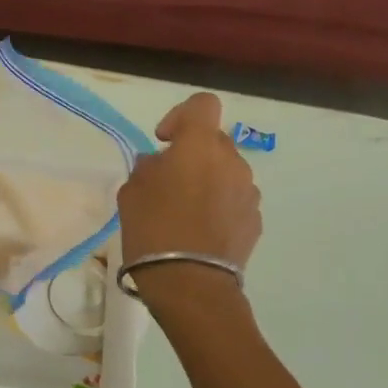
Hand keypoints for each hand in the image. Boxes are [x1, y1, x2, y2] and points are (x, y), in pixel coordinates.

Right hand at [118, 93, 259, 305]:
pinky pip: (235, 199)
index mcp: (199, 146)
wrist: (190, 283)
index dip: (181, 115)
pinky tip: (201, 230)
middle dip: (193, 153)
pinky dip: (220, 205)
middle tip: (168, 181)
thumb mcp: (131, 192)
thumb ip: (147, 168)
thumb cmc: (153, 229)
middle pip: (214, 140)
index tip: (164, 141)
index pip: (202, 104)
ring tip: (186, 210)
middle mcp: (231, 161)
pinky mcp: (255, 220)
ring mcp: (248, 192)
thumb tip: (159, 164)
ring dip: (208, 180)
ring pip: (226, 171)